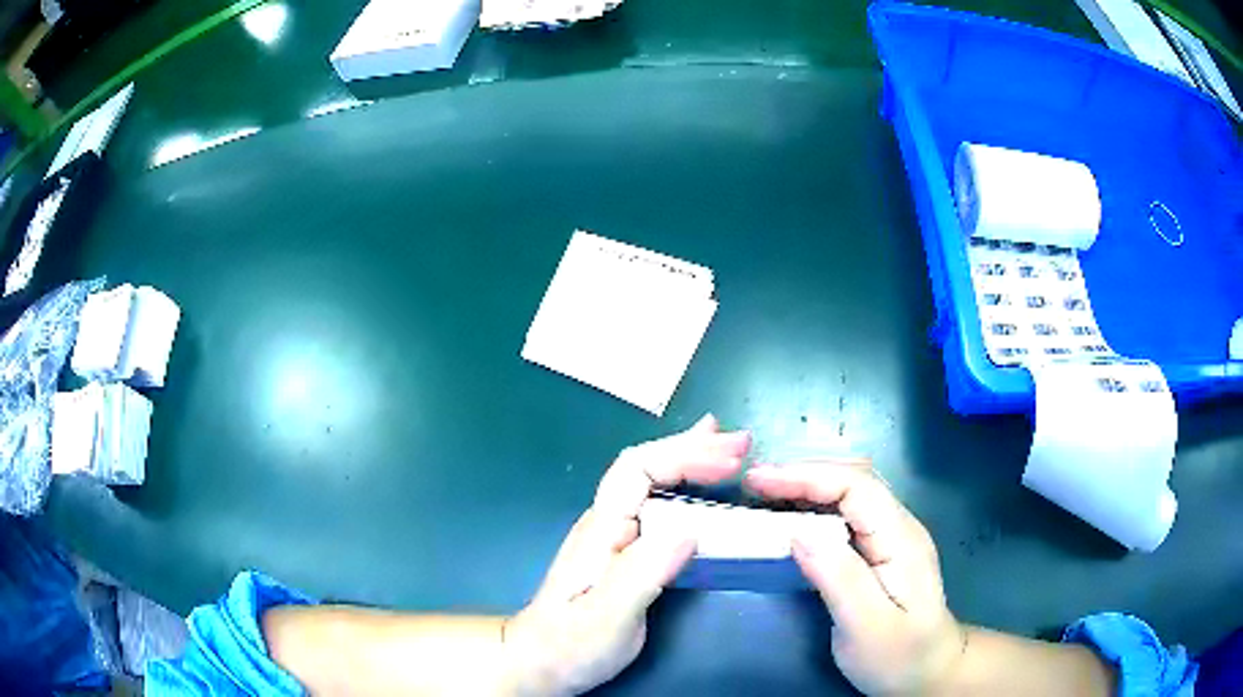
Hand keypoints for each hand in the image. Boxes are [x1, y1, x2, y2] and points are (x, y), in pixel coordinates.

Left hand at [504, 415, 749, 695]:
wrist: (539, 662)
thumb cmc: (571, 644)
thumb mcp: (608, 617)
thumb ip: (641, 574)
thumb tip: (689, 531)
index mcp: (602, 530)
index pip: (639, 471)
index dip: (685, 456)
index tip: (730, 461)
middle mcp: (606, 522)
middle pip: (645, 466)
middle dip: (693, 448)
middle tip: (741, 441)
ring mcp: (613, 535)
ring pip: (651, 481)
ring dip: (691, 458)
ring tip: (725, 445)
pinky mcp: (623, 551)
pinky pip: (657, 504)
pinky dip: (684, 485)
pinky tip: (700, 484)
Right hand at [745, 460, 964, 695]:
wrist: (929, 672)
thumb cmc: (899, 656)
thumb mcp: (868, 627)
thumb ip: (839, 578)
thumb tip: (798, 532)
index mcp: (900, 538)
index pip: (856, 486)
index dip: (806, 476)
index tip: (759, 481)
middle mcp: (899, 526)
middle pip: (853, 478)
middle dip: (803, 473)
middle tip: (754, 484)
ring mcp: (891, 537)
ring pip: (849, 492)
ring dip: (807, 486)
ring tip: (763, 494)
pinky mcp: (879, 550)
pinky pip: (845, 513)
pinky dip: (813, 506)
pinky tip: (790, 518)